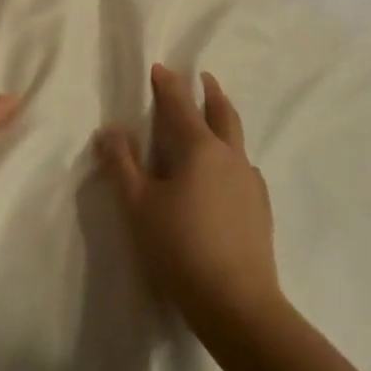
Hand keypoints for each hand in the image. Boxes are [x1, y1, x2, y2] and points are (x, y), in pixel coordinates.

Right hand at [96, 65, 280, 333]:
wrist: (236, 302)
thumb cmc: (179, 246)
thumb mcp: (138, 204)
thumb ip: (122, 163)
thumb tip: (110, 130)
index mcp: (199, 149)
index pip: (180, 105)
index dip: (168, 84)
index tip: (159, 68)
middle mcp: (230, 157)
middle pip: (223, 113)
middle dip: (210, 92)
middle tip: (204, 77)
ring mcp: (250, 182)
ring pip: (237, 140)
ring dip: (224, 121)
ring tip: (214, 120)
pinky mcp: (260, 208)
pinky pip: (244, 168)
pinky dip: (231, 157)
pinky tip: (225, 174)